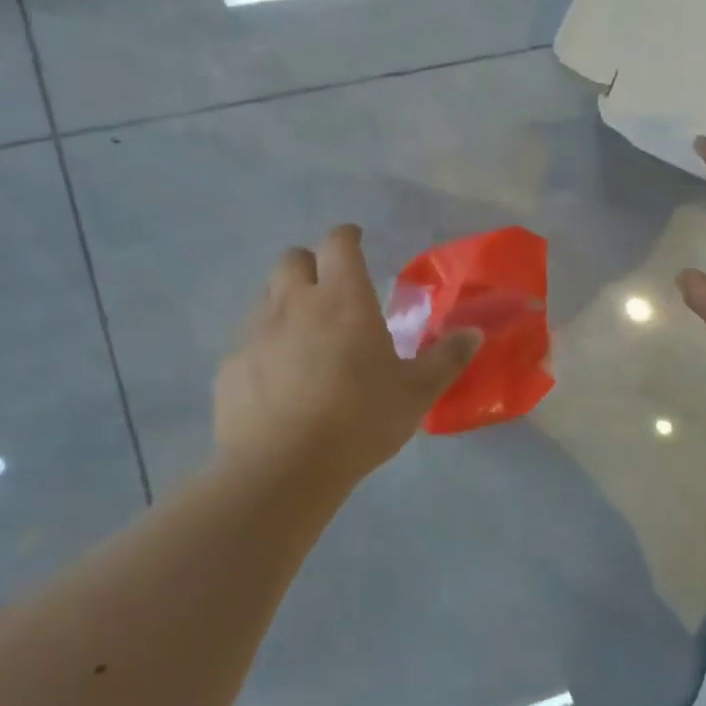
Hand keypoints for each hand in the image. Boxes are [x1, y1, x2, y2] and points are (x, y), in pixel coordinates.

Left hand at [215, 225, 480, 483]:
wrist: (281, 469)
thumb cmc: (359, 420)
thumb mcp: (416, 393)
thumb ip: (447, 359)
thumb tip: (474, 334)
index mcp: (343, 298)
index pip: (338, 242)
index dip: (348, 237)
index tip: (357, 243)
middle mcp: (295, 302)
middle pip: (293, 258)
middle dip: (312, 265)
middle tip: (331, 292)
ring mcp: (256, 331)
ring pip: (267, 295)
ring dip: (286, 301)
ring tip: (306, 335)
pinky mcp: (231, 364)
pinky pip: (248, 338)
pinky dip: (265, 344)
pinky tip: (278, 378)